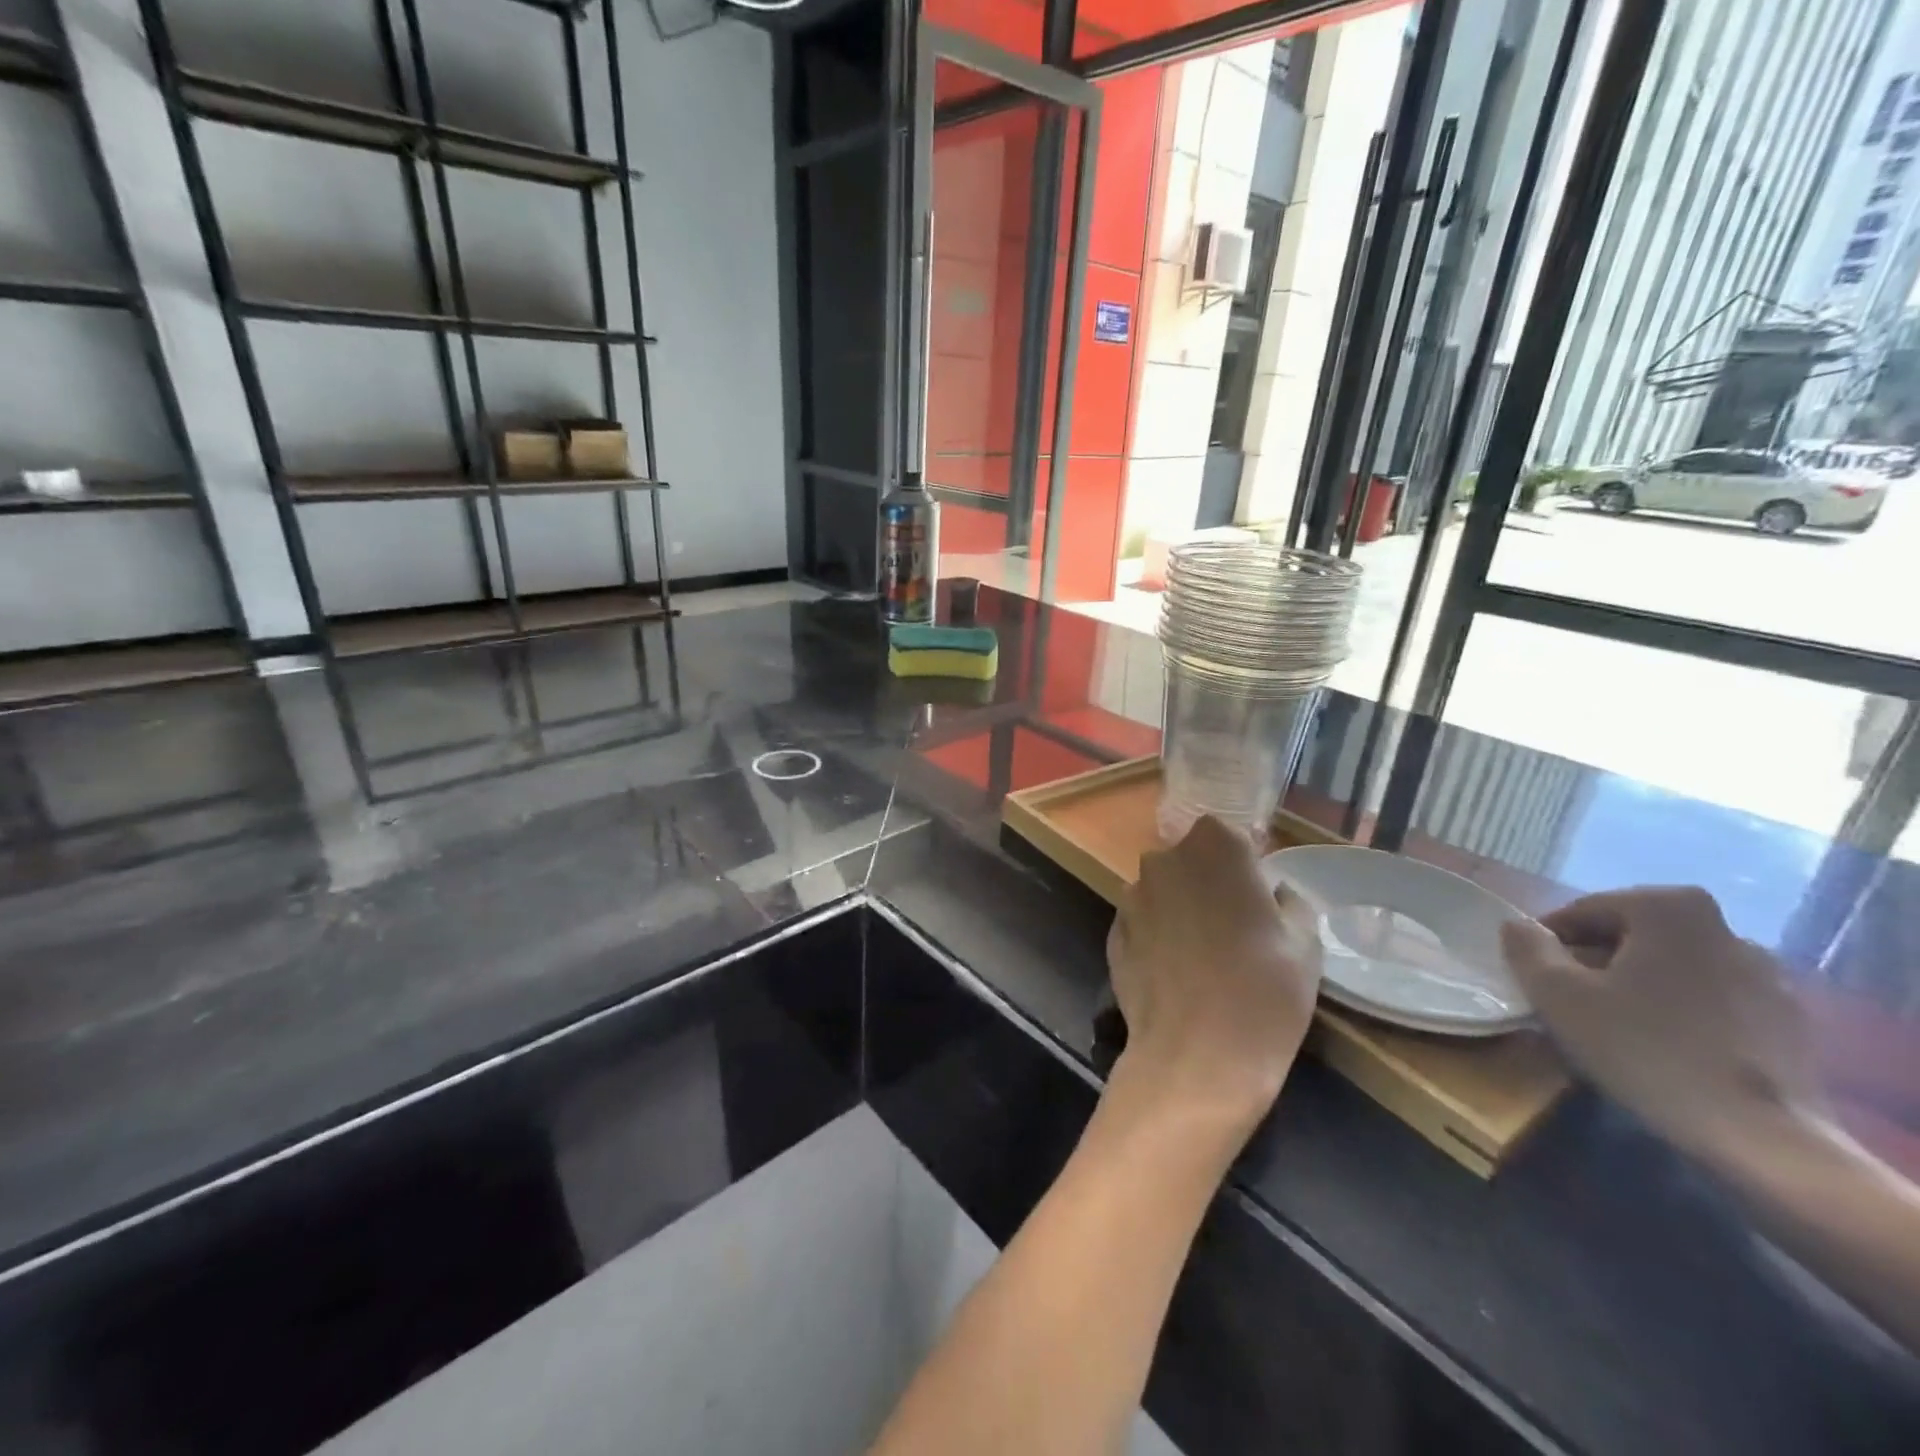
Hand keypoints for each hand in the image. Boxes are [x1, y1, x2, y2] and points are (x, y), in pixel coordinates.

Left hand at [1106, 816, 1322, 1131]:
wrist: (1196, 1056)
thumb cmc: (1263, 992)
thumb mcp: (1305, 943)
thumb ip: (1290, 902)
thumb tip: (1274, 892)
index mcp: (1214, 847)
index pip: (1230, 835)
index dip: (1245, 865)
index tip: (1258, 900)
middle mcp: (1164, 860)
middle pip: (1191, 860)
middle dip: (1209, 883)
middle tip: (1235, 929)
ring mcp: (1132, 896)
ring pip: (1164, 891)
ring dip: (1180, 909)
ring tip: (1203, 957)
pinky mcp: (1113, 932)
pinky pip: (1144, 923)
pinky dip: (1158, 937)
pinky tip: (1176, 974)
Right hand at [1500, 887, 1819, 1159]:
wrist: (1761, 1138)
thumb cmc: (1644, 1049)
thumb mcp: (1556, 994)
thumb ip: (1527, 948)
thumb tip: (1518, 926)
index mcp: (1668, 907)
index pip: (1583, 911)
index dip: (1549, 944)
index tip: (1535, 979)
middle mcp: (1724, 926)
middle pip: (1630, 935)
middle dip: (1594, 961)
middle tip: (1568, 1002)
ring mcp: (1765, 974)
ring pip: (1671, 966)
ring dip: (1636, 985)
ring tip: (1614, 1027)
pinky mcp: (1787, 1019)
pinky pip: (1710, 999)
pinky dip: (1679, 1011)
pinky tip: (1663, 1048)